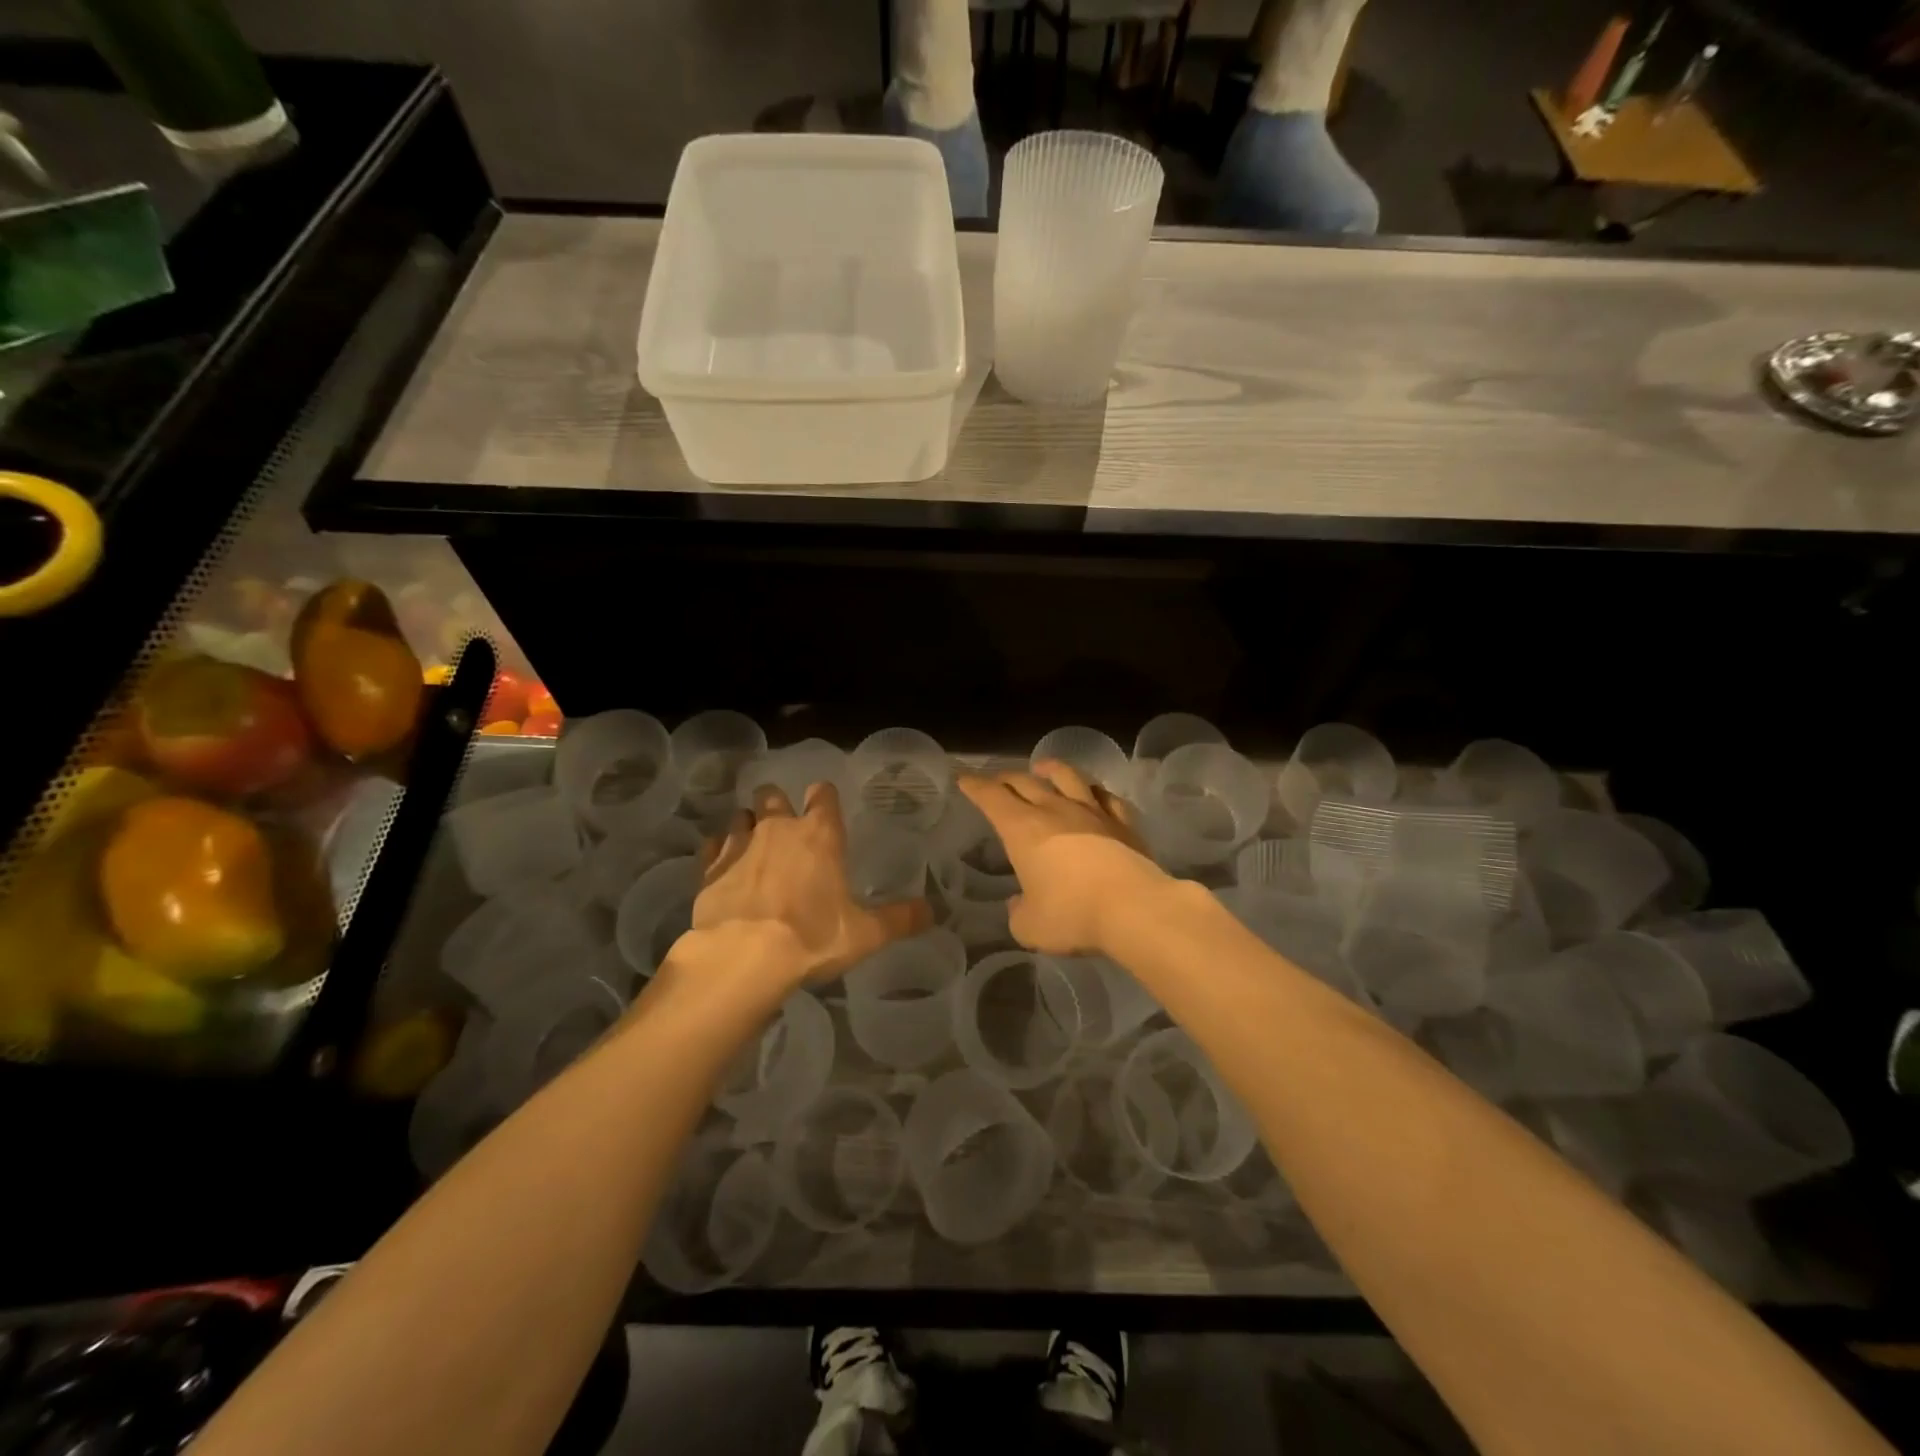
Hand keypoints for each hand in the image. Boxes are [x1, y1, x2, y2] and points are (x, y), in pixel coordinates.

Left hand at [688, 781, 930, 988]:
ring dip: (747, 825)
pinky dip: (718, 852)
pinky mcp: (709, 868)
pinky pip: (713, 847)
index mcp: (820, 835)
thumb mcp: (865, 934)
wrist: (743, 956)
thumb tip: (932, 912)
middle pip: (773, 795)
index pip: (823, 794)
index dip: (824, 798)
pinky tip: (723, 868)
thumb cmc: (812, 937)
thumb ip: (900, 919)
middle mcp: (778, 828)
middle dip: (777, 804)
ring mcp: (739, 845)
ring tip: (753, 847)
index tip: (824, 807)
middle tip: (783, 826)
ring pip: (740, 816)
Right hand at [954, 760, 1168, 955]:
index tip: (964, 778)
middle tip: (998, 780)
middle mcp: (1054, 810)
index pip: (991, 797)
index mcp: (1022, 829)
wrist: (1133, 908)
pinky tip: (1095, 793)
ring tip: (1043, 767)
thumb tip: (1020, 902)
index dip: (975, 786)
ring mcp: (1092, 812)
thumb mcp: (1029, 927)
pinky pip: (1107, 797)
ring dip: (1051, 769)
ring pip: (1068, 777)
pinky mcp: (1124, 822)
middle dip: (1005, 778)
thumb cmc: (1071, 915)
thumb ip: (1018, 911)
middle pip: (1025, 782)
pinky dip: (1095, 792)